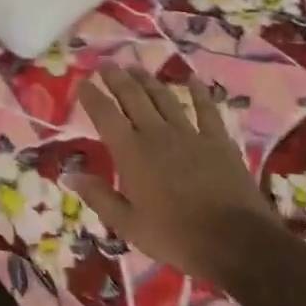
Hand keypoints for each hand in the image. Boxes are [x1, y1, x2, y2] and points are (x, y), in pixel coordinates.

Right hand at [68, 63, 276, 283]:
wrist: (236, 241)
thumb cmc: (175, 236)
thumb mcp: (128, 225)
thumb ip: (99, 196)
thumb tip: (69, 175)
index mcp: (132, 153)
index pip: (105, 115)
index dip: (92, 97)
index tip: (82, 83)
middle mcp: (157, 134)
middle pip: (134, 97)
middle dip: (117, 78)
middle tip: (106, 64)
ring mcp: (190, 134)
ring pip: (165, 98)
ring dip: (148, 80)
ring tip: (135, 67)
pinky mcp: (218, 140)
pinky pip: (206, 109)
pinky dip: (199, 93)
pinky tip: (193, 80)